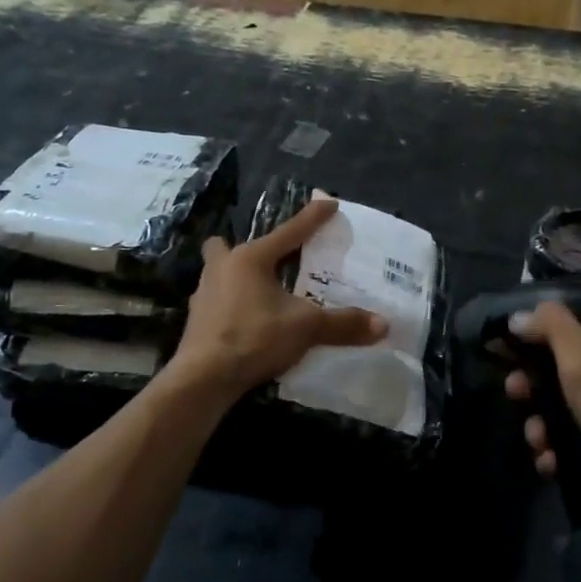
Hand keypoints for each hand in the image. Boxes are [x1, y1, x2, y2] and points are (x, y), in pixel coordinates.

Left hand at [170, 196, 387, 401]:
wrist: (203, 378)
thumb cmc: (254, 338)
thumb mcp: (305, 328)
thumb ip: (343, 323)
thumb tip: (383, 325)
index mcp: (250, 259)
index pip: (289, 232)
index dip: (312, 218)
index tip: (329, 202)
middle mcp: (222, 268)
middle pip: (229, 246)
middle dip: (246, 248)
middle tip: (270, 259)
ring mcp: (204, 294)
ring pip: (218, 272)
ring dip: (237, 276)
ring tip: (261, 291)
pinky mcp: (197, 321)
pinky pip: (217, 300)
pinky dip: (232, 304)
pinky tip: (247, 319)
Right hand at [506, 284, 580, 501]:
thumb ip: (553, 329)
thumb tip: (519, 316)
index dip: (578, 294)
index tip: (539, 302)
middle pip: (574, 354)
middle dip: (537, 369)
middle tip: (513, 381)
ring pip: (568, 401)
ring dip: (541, 416)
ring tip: (533, 434)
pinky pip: (575, 439)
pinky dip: (557, 448)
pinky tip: (548, 460)